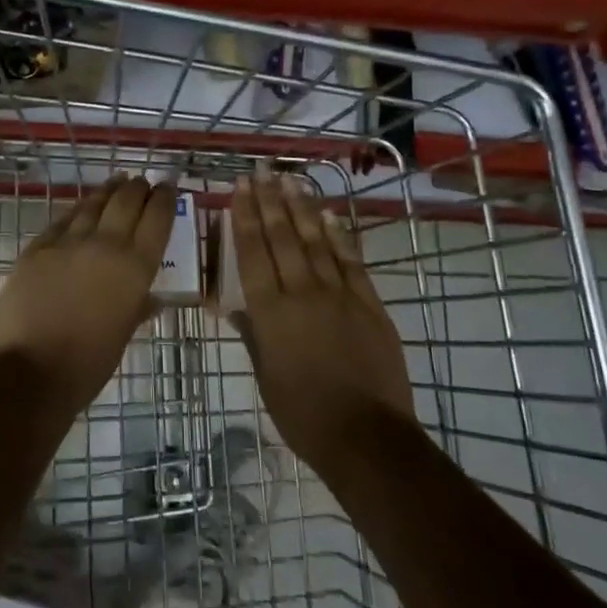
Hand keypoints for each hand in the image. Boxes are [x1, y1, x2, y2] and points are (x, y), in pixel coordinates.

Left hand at [0, 174, 177, 415]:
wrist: (29, 371)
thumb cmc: (86, 365)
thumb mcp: (123, 336)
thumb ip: (137, 309)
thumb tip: (150, 299)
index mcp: (134, 268)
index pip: (156, 219)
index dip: (164, 199)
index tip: (168, 186)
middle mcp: (105, 245)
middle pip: (126, 202)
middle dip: (137, 188)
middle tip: (143, 181)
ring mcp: (68, 243)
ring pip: (93, 204)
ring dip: (108, 191)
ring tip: (117, 181)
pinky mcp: (37, 247)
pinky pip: (63, 220)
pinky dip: (77, 209)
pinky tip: (81, 207)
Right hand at [231, 173, 414, 473]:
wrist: (365, 435)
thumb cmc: (303, 413)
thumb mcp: (266, 376)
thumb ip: (254, 335)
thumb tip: (238, 307)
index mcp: (270, 312)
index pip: (253, 253)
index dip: (244, 218)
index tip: (239, 190)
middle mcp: (301, 293)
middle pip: (282, 238)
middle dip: (268, 202)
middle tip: (260, 172)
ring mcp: (339, 294)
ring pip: (315, 241)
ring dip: (301, 208)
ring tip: (289, 181)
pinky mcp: (368, 303)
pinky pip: (350, 261)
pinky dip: (338, 235)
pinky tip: (328, 215)